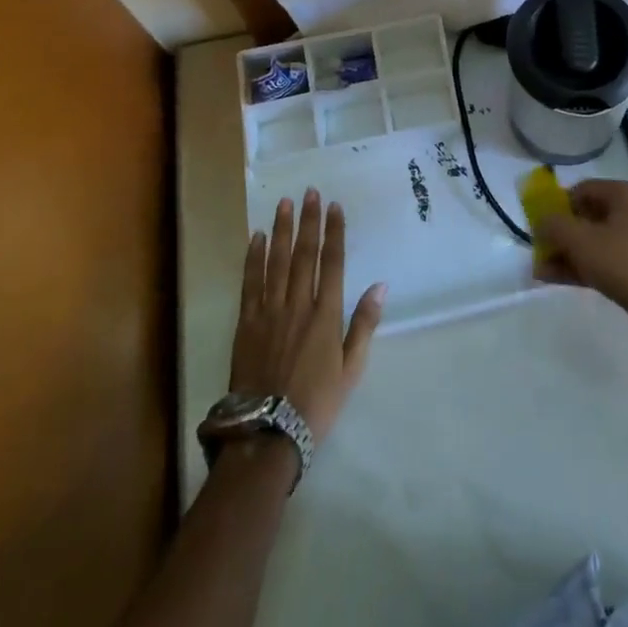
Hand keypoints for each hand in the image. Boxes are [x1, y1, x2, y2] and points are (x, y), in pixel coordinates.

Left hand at [232, 189, 384, 442]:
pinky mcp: (246, 323)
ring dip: (282, 229)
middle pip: (304, 254)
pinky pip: (251, 282)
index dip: (334, 232)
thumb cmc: (316, 403)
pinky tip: (257, 237)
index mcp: (326, 315)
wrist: (266, 434)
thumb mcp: (351, 369)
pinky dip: (254, 257)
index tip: (334, 206)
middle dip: (308, 220)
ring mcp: (269, 311)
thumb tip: (381, 285)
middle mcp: (298, 304)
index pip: (332, 262)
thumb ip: (364, 324)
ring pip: (277, 261)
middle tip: (310, 192)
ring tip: (285, 203)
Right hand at [534, 179, 627, 349]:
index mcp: (624, 195)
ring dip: (565, 254)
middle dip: (559, 233)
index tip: (538, 223)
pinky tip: (554, 279)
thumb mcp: (581, 239)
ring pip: (592, 243)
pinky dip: (579, 269)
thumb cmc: (626, 262)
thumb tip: (540, 221)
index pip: (582, 190)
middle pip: (586, 217)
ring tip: (539, 270)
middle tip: (537, 249)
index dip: (557, 204)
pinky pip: (601, 264)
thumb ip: (554, 226)